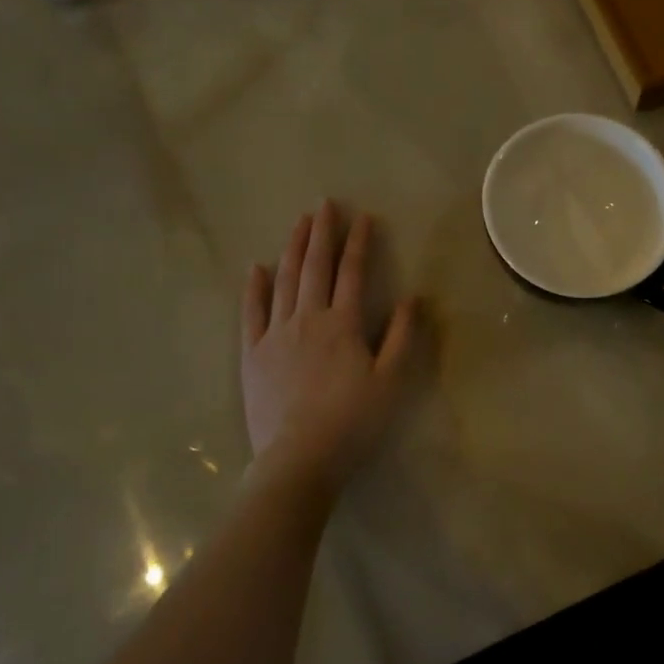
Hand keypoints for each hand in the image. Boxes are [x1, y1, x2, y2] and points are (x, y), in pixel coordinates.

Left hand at [241, 201, 416, 490]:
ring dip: (293, 249)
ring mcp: (275, 334)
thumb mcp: (391, 381)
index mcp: (342, 323)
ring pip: (284, 281)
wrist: (299, 459)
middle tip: (325, 205)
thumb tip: (411, 297)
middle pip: (315, 266)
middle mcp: (307, 318)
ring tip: (299, 223)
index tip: (362, 216)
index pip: (352, 272)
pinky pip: (251, 312)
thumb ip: (401, 336)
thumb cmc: (353, 421)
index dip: (358, 242)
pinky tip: (257, 268)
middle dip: (322, 233)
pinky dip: (255, 288)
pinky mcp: (252, 354)